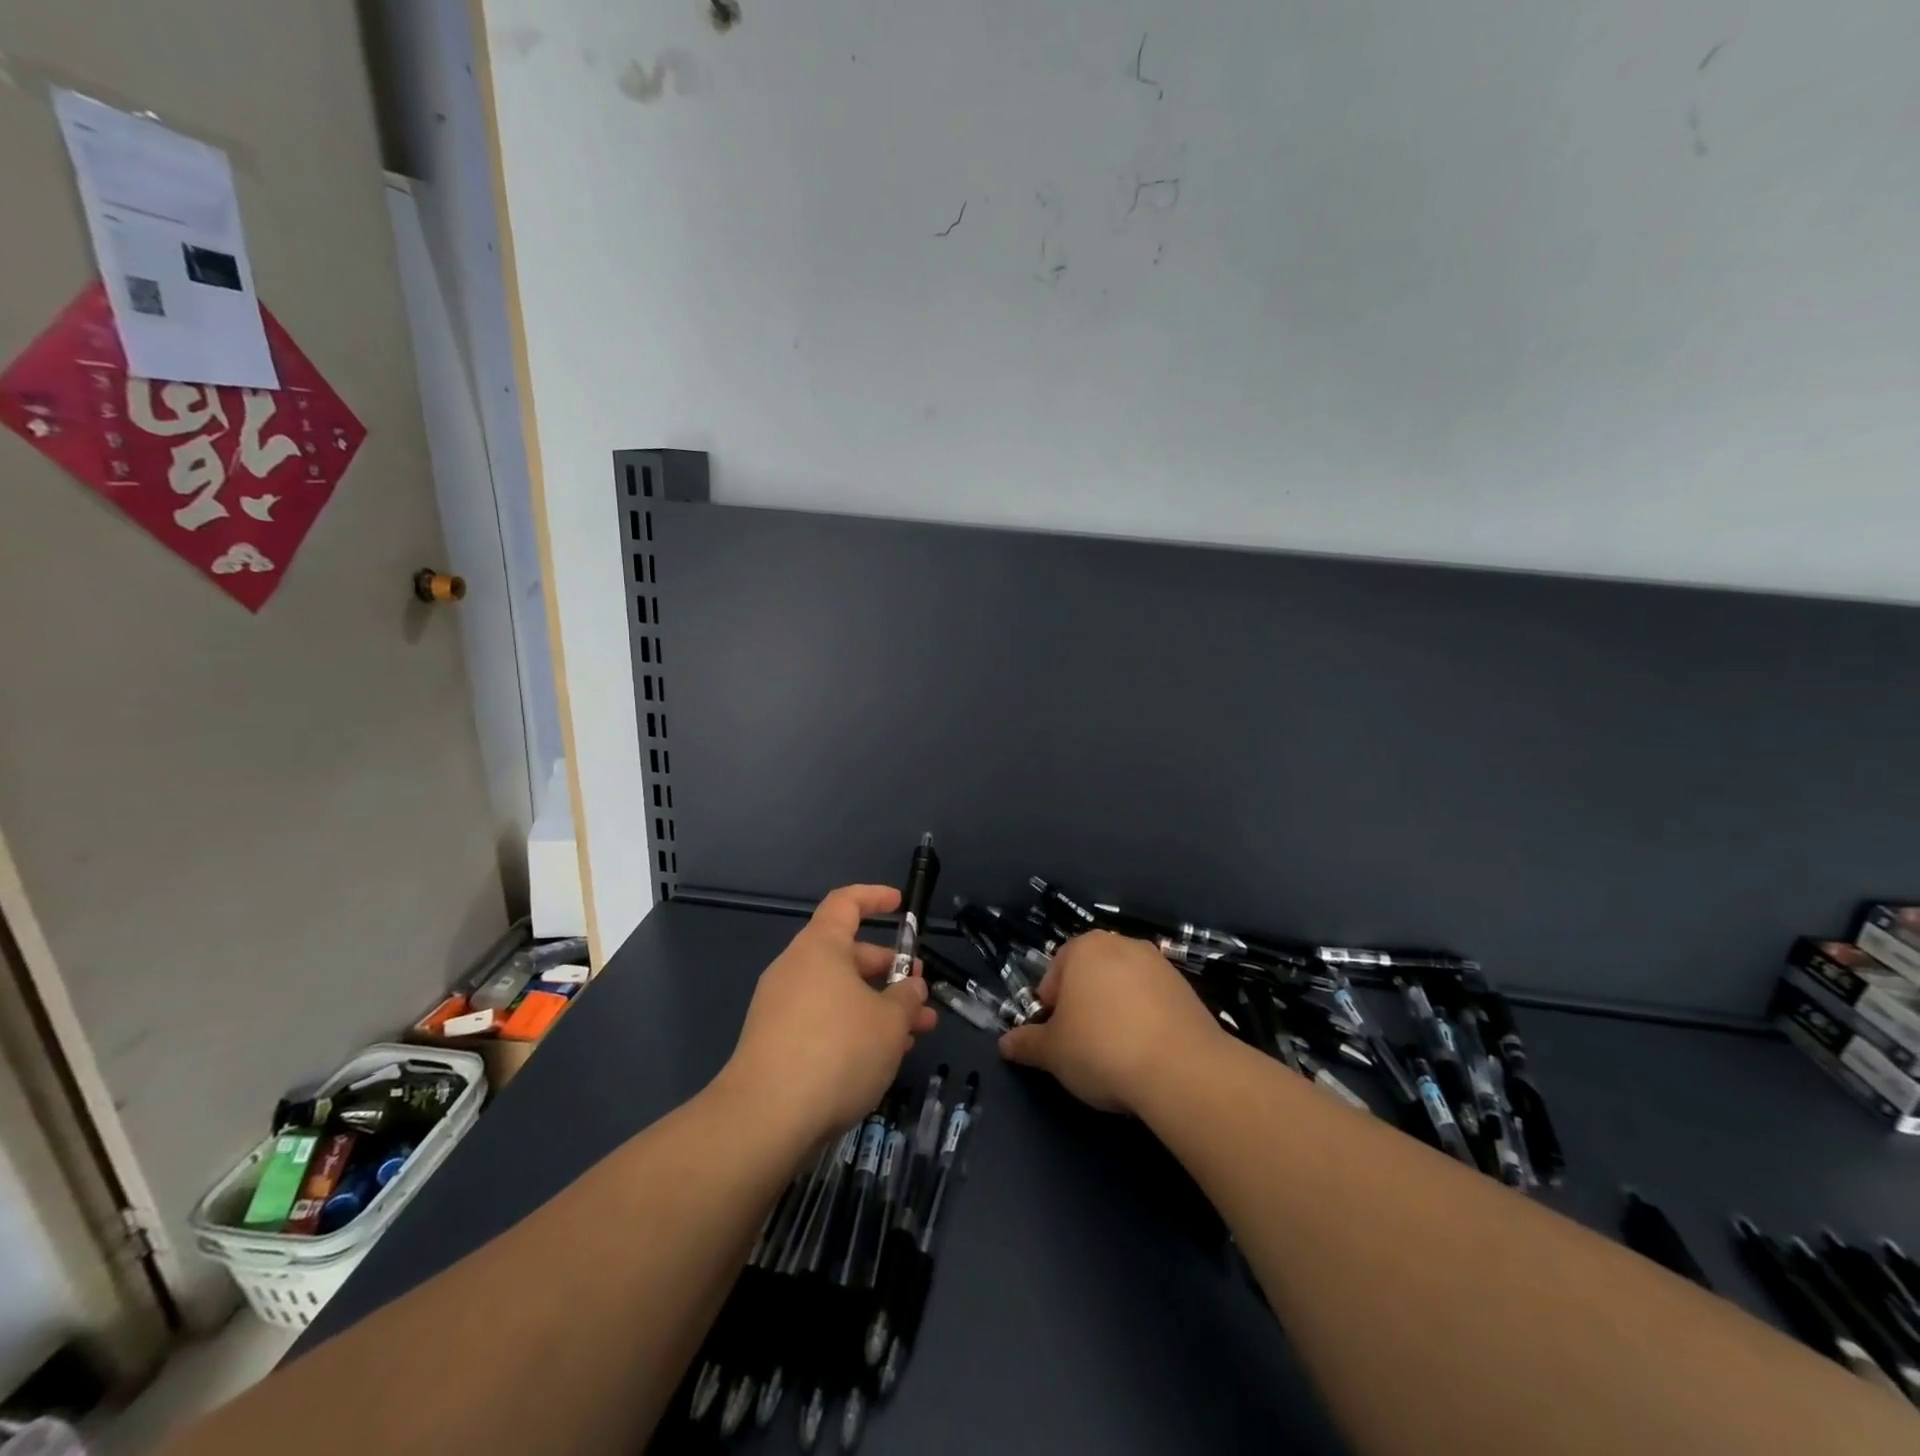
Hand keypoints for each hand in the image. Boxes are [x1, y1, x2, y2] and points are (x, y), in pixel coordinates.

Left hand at [717, 884, 936, 1145]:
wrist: (765, 1119)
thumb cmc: (837, 1051)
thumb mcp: (889, 1022)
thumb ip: (906, 997)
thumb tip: (910, 986)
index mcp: (820, 947)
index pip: (845, 903)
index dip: (875, 898)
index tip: (901, 905)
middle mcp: (796, 969)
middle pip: (847, 954)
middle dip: (889, 971)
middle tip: (921, 995)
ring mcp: (780, 1008)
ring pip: (839, 994)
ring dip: (877, 1007)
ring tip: (913, 1036)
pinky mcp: (774, 1044)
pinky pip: (822, 1021)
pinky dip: (853, 1029)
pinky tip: (879, 1061)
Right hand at [998, 930, 1223, 1113]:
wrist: (1182, 1069)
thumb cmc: (1101, 1048)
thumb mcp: (1052, 1052)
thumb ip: (1026, 1044)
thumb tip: (1005, 1044)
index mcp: (1084, 947)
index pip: (1055, 972)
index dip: (1050, 1007)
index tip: (1055, 1038)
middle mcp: (1122, 944)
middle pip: (1091, 975)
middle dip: (1083, 1006)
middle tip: (1082, 1045)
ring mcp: (1159, 965)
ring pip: (1123, 988)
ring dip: (1115, 1012)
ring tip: (1116, 1053)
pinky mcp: (1187, 990)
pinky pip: (1154, 1002)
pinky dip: (1145, 1021)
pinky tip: (1145, 1054)